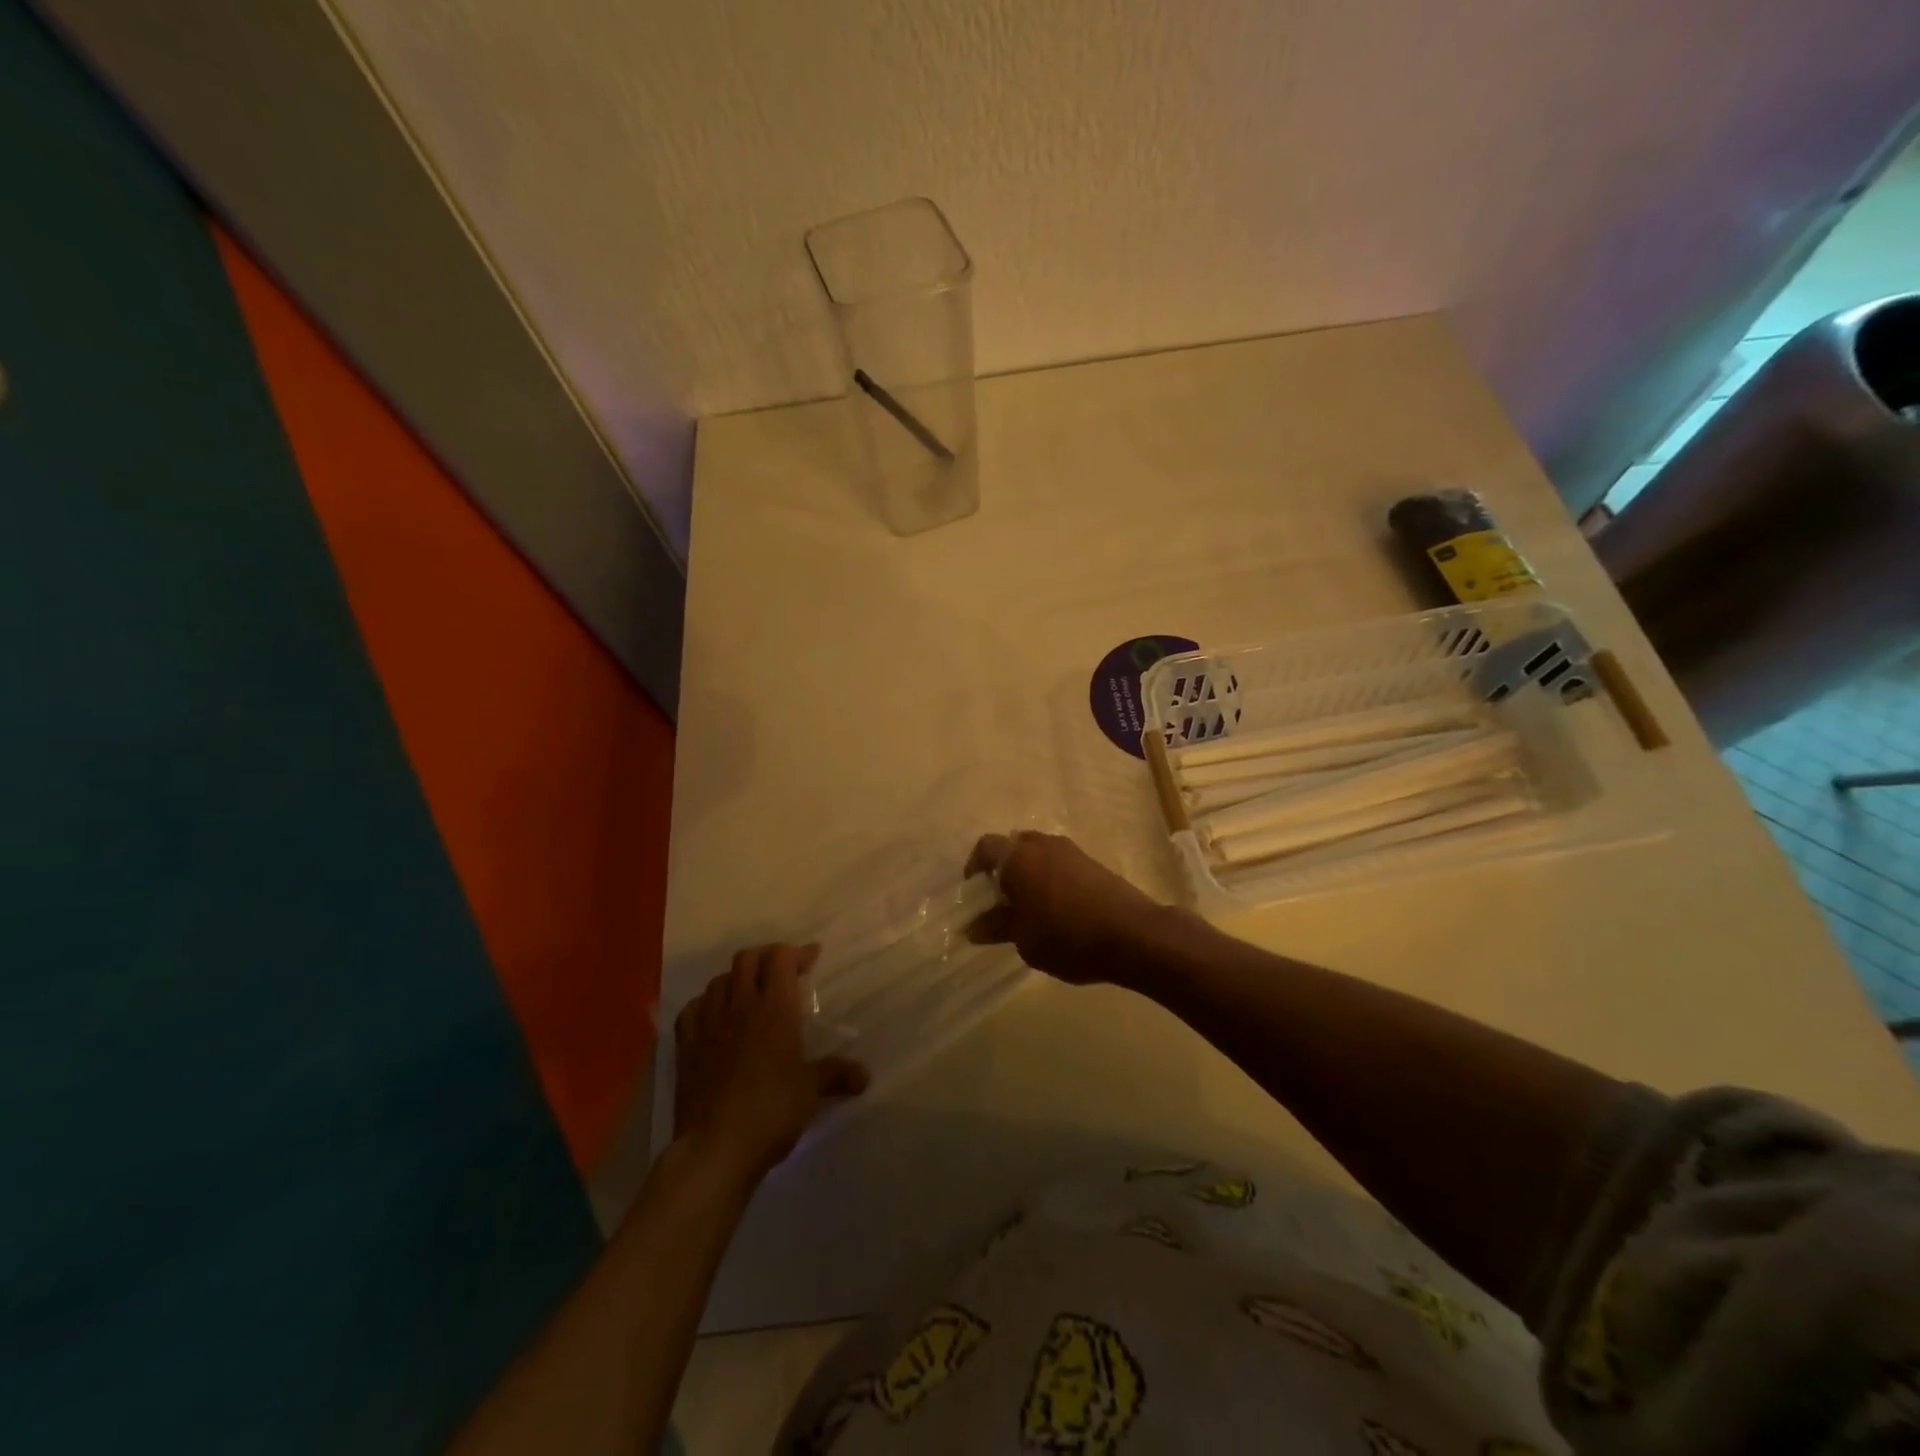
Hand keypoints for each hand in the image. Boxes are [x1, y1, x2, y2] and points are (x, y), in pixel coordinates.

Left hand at [672, 944, 868, 1178]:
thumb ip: (837, 1074)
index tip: (812, 958)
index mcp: (775, 1009)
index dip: (797, 952)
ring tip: (750, 993)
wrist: (716, 1147)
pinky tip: (714, 1016)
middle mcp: (740, 1006)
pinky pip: (692, 1009)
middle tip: (783, 970)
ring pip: (719, 980)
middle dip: (767, 957)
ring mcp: (708, 1024)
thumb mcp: (811, 1091)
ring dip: (737, 979)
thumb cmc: (772, 1110)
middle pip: (748, 958)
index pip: (781, 958)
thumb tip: (865, 1076)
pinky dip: (706, 1004)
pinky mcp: (686, 1046)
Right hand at [966, 832, 1167, 985]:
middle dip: (1002, 870)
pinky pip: (1058, 863)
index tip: (974, 895)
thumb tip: (973, 926)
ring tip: (1027, 908)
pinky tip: (1055, 909)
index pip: (985, 848)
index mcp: (1018, 857)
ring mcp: (1070, 850)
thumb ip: (996, 927)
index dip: (974, 868)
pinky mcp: (1092, 862)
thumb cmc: (1068, 937)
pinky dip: (1049, 878)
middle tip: (999, 902)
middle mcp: (1042, 844)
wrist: (1134, 935)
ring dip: (1027, 874)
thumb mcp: (1024, 939)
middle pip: (1012, 847)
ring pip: (1037, 854)